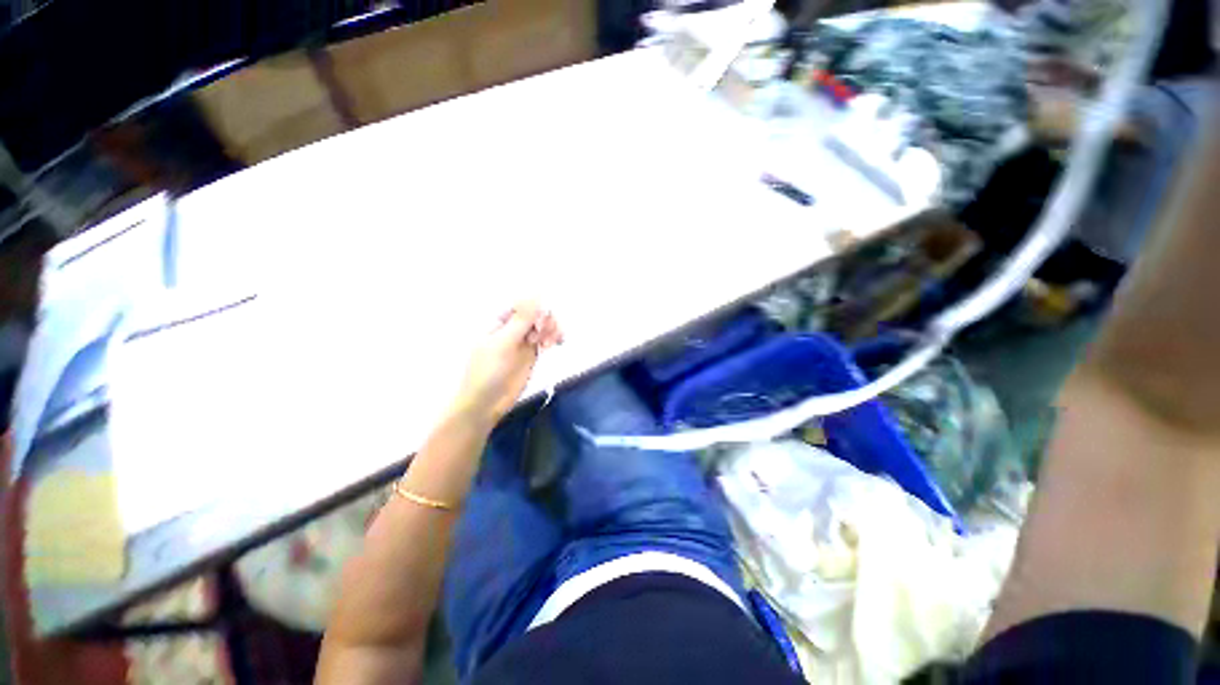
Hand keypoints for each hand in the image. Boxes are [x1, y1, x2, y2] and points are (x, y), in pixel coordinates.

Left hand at [452, 302, 562, 424]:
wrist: (485, 403)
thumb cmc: (488, 371)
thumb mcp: (504, 343)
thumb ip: (521, 320)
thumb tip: (535, 294)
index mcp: (500, 321)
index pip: (522, 304)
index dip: (536, 307)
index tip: (542, 318)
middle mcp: (512, 328)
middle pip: (536, 314)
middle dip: (546, 319)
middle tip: (547, 333)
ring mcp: (523, 341)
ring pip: (543, 326)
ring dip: (552, 329)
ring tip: (552, 341)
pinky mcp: (532, 354)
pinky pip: (546, 340)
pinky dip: (554, 339)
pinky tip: (557, 344)